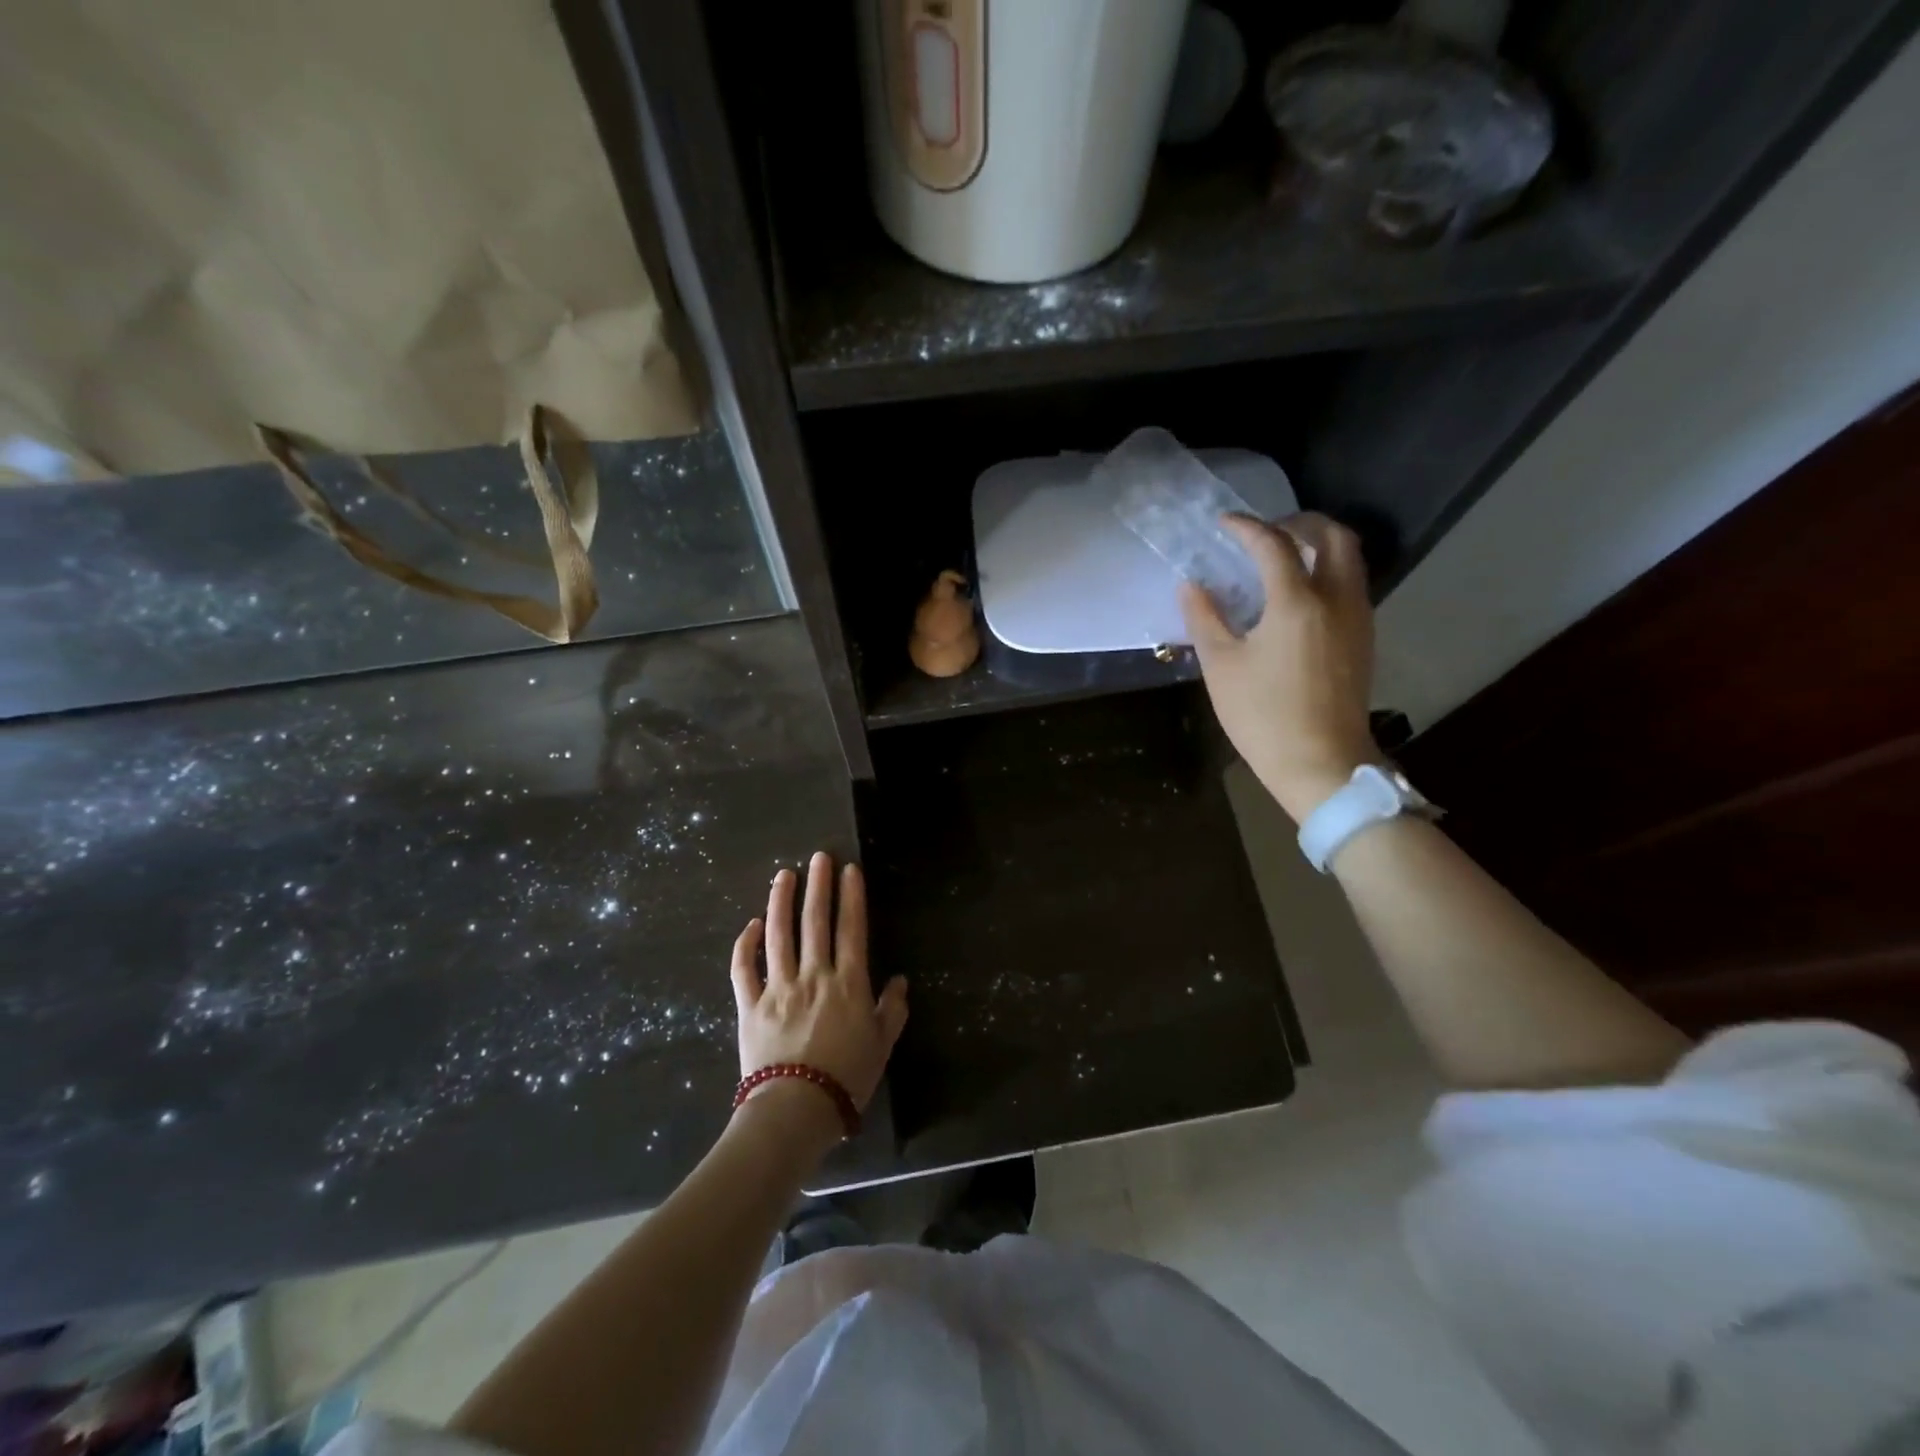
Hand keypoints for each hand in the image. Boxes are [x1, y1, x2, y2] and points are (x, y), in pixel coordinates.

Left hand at [730, 853, 907, 1138]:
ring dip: (781, 902)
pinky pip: (744, 969)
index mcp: (848, 984)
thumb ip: (892, 1010)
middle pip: (815, 922)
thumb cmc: (846, 1079)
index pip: (851, 929)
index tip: (849, 870)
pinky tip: (751, 924)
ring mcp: (778, 988)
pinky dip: (745, 945)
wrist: (795, 1110)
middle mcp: (813, 976)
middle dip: (818, 886)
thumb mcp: (882, 1045)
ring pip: (779, 935)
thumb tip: (899, 980)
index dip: (851, 897)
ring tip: (783, 875)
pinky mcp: (750, 1005)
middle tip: (818, 857)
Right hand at [1179, 513, 1378, 822]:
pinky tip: (1299, 596)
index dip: (1246, 527)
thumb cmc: (1263, 716)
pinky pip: (1351, 585)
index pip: (1273, 544)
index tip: (1224, 524)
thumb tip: (1192, 586)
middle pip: (1332, 535)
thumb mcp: (1221, 667)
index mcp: (1297, 602)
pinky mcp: (1364, 638)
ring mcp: (1357, 618)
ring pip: (1349, 558)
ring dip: (1318, 545)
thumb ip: (1205, 618)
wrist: (1323, 763)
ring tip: (1282, 558)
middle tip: (1265, 533)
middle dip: (1299, 522)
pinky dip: (1328, 571)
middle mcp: (1336, 599)